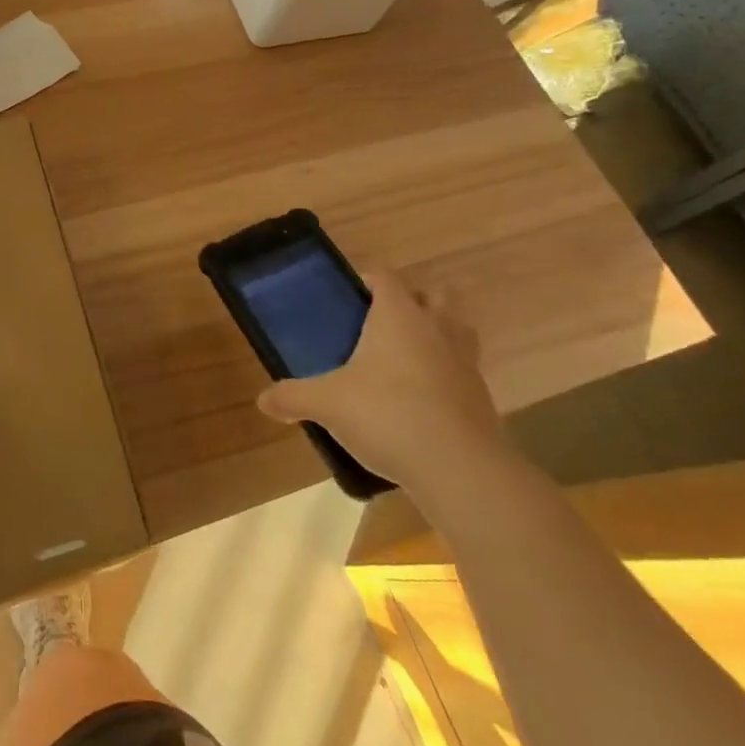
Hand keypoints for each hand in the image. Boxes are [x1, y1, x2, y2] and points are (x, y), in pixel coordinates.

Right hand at [256, 266, 504, 495]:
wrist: (459, 468)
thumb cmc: (387, 414)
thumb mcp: (328, 404)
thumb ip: (293, 397)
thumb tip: (263, 400)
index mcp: (398, 315)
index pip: (385, 277)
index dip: (368, 280)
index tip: (350, 298)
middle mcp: (436, 328)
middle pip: (433, 294)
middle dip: (412, 301)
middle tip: (381, 324)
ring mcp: (465, 361)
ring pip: (457, 329)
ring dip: (437, 334)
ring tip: (406, 358)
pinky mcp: (481, 396)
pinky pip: (463, 370)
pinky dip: (446, 375)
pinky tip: (422, 400)